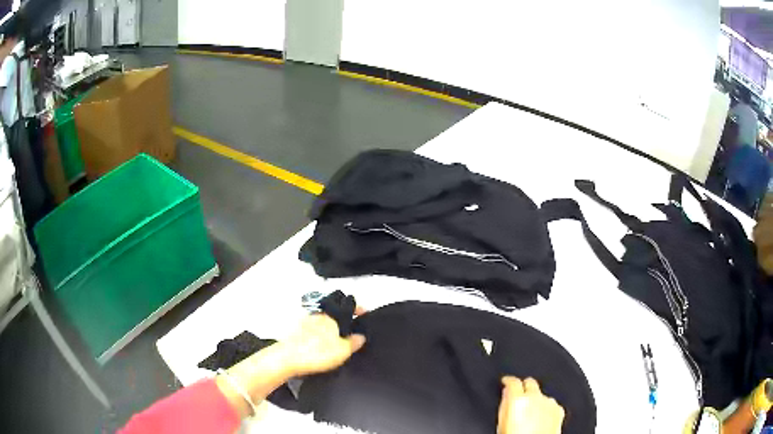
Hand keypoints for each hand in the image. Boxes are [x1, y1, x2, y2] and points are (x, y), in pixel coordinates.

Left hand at [280, 308, 366, 377]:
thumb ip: (353, 342)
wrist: (286, 359)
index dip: (358, 309)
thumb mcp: (342, 351)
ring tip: (334, 338)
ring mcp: (305, 322)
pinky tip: (319, 345)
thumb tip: (361, 337)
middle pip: (333, 312)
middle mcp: (317, 315)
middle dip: (342, 317)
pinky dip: (317, 334)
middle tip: (349, 327)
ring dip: (329, 326)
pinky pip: (311, 329)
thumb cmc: (313, 353)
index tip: (363, 312)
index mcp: (331, 316)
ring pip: (321, 320)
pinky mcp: (295, 331)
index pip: (348, 306)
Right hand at [497, 377, 564, 433]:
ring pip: (541, 394)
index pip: (513, 381)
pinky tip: (541, 419)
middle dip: (524, 386)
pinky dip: (545, 408)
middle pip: (530, 382)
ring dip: (536, 399)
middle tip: (519, 395)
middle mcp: (536, 397)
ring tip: (530, 413)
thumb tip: (506, 395)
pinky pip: (551, 404)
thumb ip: (504, 405)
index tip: (506, 382)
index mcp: (518, 400)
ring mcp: (550, 403)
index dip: (508, 380)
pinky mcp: (559, 409)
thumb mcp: (502, 424)